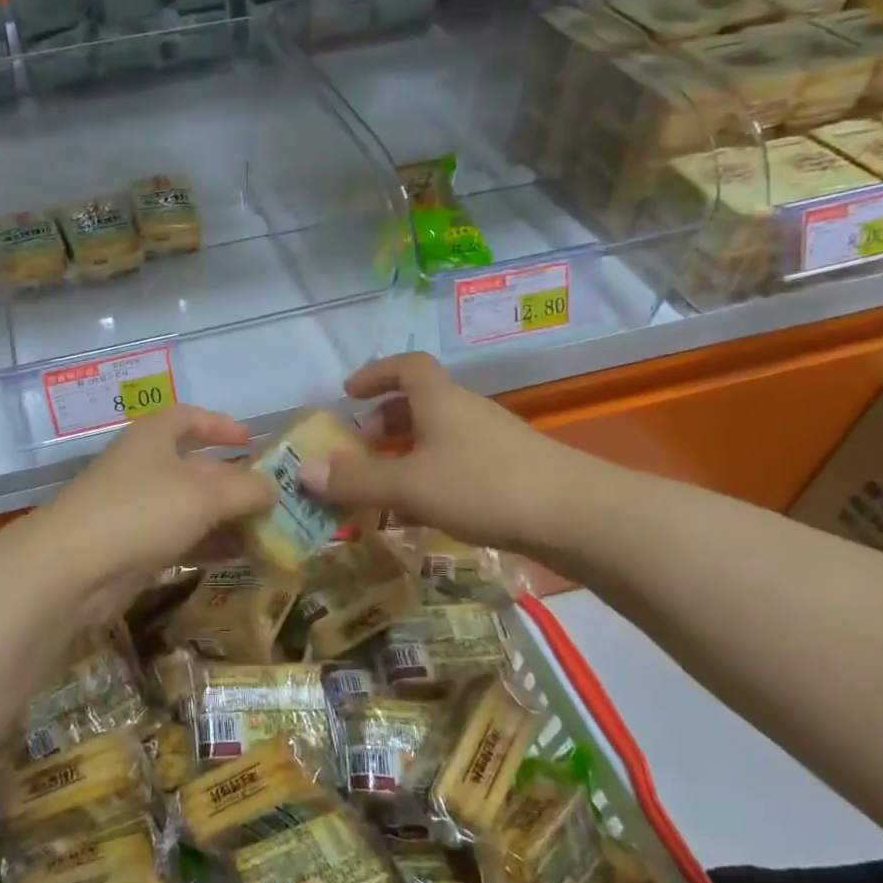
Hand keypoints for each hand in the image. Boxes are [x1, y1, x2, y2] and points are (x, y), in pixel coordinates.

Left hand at [40, 405, 277, 586]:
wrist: (73, 568)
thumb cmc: (142, 511)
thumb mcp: (204, 496)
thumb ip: (246, 489)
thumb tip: (274, 488)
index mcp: (154, 437)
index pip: (189, 418)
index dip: (220, 425)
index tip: (251, 440)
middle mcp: (143, 465)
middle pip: (194, 466)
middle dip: (232, 481)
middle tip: (271, 499)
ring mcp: (134, 506)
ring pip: (188, 506)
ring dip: (224, 517)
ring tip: (265, 533)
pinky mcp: (131, 545)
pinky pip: (178, 537)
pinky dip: (206, 543)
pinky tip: (235, 557)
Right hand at [298, 352, 598, 551]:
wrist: (578, 516)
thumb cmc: (483, 486)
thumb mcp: (409, 485)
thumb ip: (356, 479)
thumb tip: (304, 470)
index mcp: (439, 400)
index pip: (405, 366)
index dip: (375, 374)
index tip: (349, 394)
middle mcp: (465, 411)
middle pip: (420, 401)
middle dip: (385, 420)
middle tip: (360, 446)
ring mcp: (493, 440)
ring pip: (439, 434)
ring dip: (407, 451)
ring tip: (384, 483)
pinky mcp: (512, 470)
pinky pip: (457, 461)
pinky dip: (431, 474)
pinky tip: (423, 510)